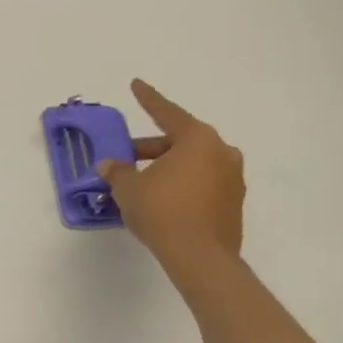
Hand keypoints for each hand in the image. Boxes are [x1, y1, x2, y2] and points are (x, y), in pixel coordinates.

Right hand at [98, 79, 246, 273]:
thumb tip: (109, 164)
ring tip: (141, 183)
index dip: (147, 98)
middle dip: (151, 148)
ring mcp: (233, 179)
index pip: (167, 112)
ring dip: (167, 168)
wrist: (201, 258)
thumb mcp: (129, 188)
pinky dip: (182, 185)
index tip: (136, 84)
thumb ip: (118, 171)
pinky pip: (202, 184)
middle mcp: (221, 152)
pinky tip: (161, 201)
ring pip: (192, 164)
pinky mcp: (234, 204)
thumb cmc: (163, 211)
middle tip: (126, 157)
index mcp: (198, 139)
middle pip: (180, 141)